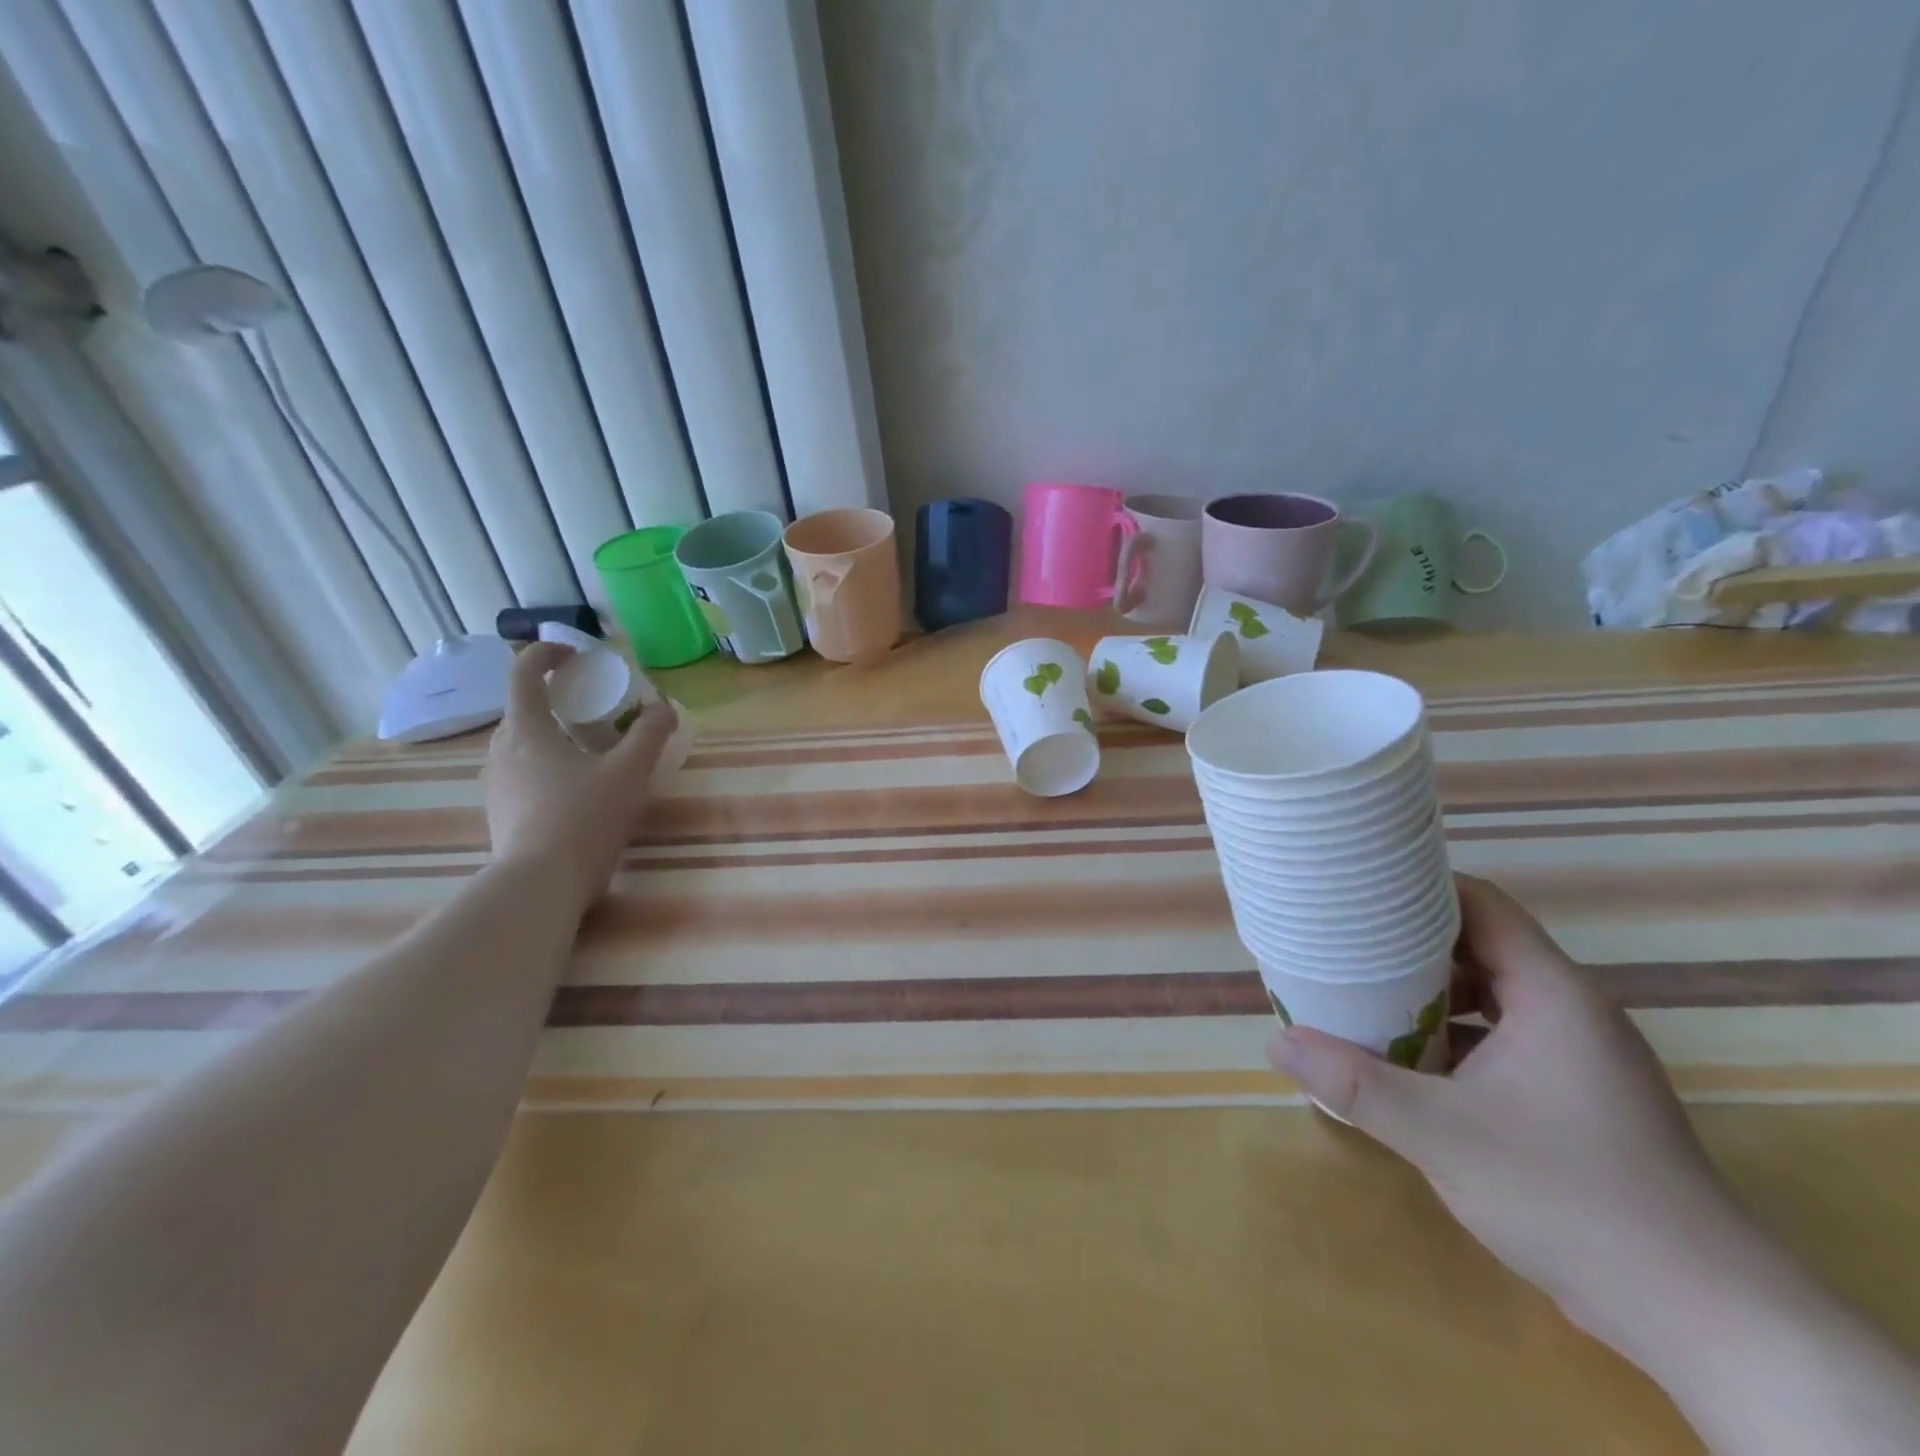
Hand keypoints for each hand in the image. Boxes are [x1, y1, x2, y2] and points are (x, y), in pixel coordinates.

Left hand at [482, 643, 676, 907]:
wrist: (540, 884)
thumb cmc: (585, 817)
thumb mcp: (630, 771)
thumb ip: (650, 734)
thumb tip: (663, 707)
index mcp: (527, 730)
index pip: (524, 673)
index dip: (547, 654)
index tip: (576, 655)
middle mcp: (502, 751)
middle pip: (522, 708)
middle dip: (554, 697)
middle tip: (592, 705)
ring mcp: (496, 784)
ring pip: (522, 743)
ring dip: (551, 733)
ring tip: (588, 747)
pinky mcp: (501, 812)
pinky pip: (523, 772)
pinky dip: (547, 763)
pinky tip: (577, 787)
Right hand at [1266, 873, 1751, 1349]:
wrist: (1702, 1317)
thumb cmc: (1570, 1198)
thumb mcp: (1441, 1135)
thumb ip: (1355, 1083)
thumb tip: (1276, 1043)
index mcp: (1551, 995)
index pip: (1482, 905)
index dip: (1420, 886)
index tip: (1358, 887)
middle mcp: (1570, 1012)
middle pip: (1480, 945)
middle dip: (1410, 940)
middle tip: (1342, 938)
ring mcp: (1578, 1057)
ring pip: (1490, 995)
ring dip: (1429, 991)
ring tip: (1362, 991)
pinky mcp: (1576, 1097)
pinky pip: (1501, 1037)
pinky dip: (1453, 1033)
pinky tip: (1407, 1058)